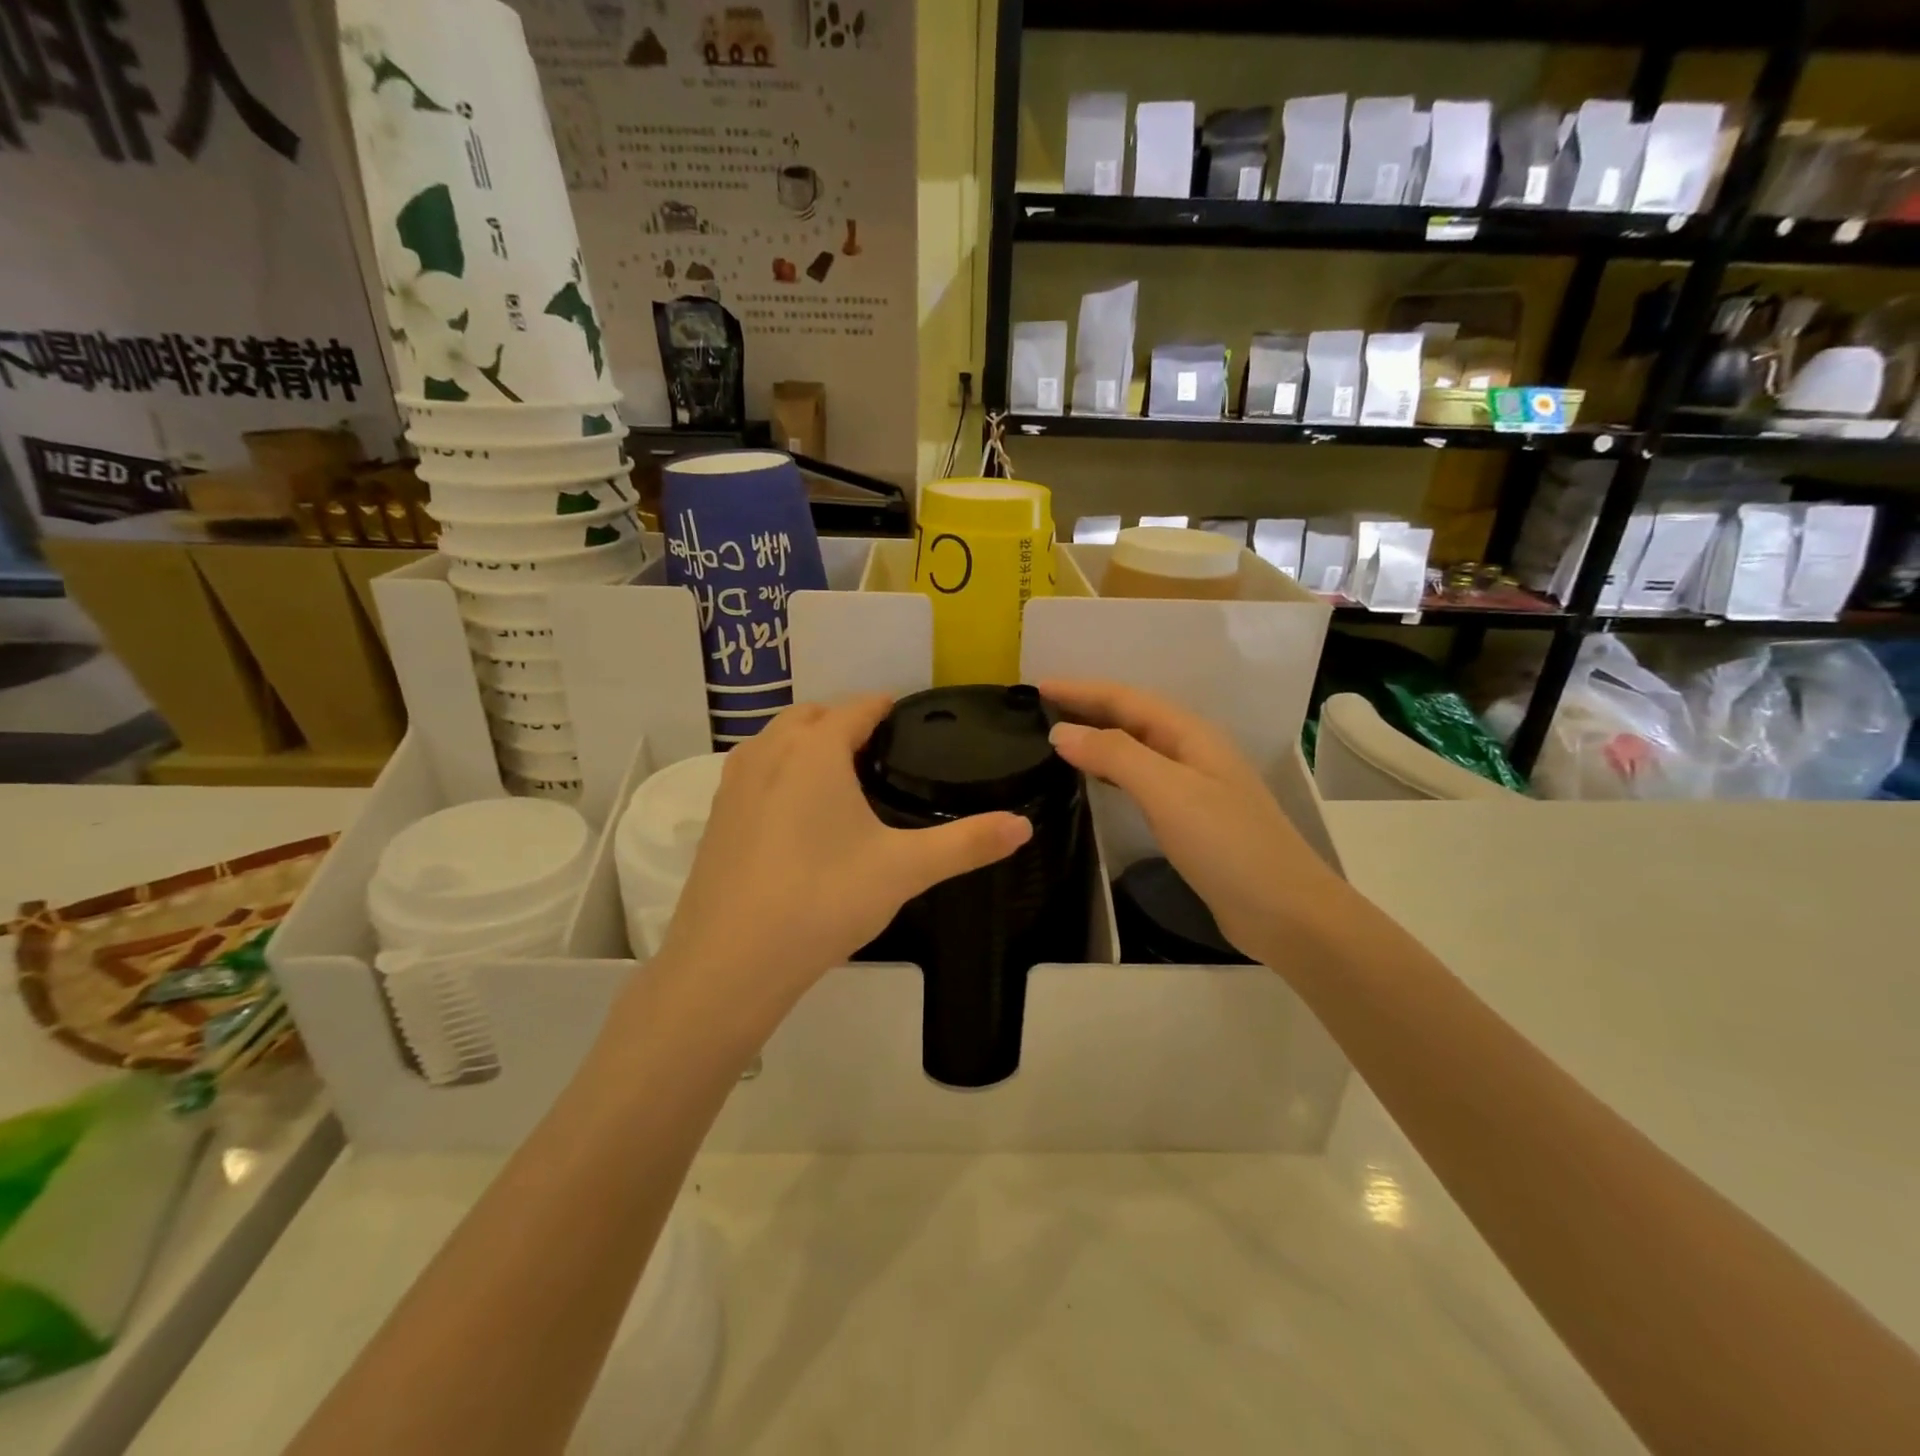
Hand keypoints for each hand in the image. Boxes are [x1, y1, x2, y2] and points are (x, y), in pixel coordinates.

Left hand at [654, 696, 1032, 1018]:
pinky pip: (755, 772)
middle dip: (846, 721)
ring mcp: (734, 783)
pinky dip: (780, 773)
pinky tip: (798, 816)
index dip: (888, 708)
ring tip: (841, 777)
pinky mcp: (716, 817)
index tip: (912, 721)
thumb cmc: (823, 899)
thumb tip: (1023, 825)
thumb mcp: (904, 869)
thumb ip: (966, 843)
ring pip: (777, 741)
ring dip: (808, 743)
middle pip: (813, 715)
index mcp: (816, 749)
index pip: (859, 707)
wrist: (730, 961)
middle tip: (881, 752)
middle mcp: (770, 752)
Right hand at [1040, 679, 1349, 967]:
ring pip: (1136, 747)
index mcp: (1190, 734)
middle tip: (1039, 709)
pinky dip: (1111, 770)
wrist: (1284, 910)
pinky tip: (1094, 780)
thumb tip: (1062, 732)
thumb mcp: (1167, 791)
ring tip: (1056, 738)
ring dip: (1097, 737)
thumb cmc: (1226, 844)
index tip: (1037, 687)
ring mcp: (1193, 785)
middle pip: (1132, 717)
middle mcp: (1191, 751)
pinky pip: (1140, 778)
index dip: (1081, 690)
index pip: (1126, 698)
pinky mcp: (1190, 818)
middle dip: (1087, 706)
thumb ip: (1114, 755)